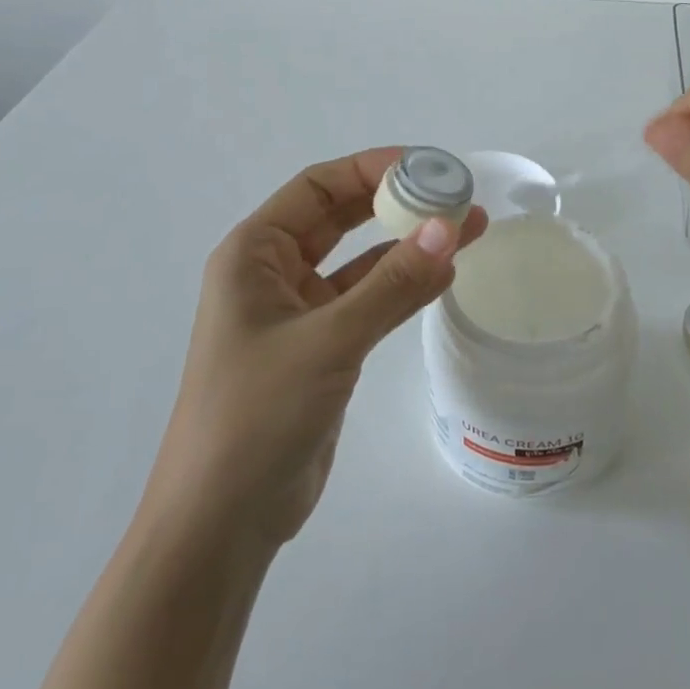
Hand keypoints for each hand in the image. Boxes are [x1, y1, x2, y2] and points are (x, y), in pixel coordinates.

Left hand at [144, 148, 488, 550]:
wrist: (222, 522)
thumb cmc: (257, 415)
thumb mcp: (328, 340)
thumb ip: (391, 284)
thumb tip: (448, 228)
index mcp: (253, 254)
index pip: (317, 187)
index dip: (370, 168)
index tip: (426, 167)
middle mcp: (272, 273)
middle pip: (341, 218)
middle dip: (396, 204)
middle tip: (454, 195)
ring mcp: (298, 312)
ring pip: (361, 261)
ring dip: (408, 245)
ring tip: (467, 228)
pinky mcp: (321, 348)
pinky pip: (367, 301)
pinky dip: (402, 287)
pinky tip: (444, 274)